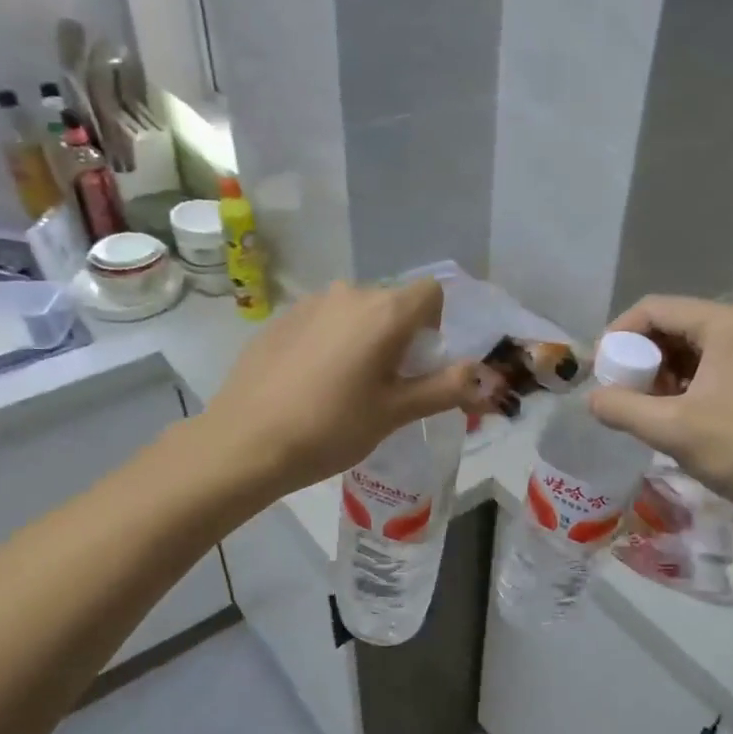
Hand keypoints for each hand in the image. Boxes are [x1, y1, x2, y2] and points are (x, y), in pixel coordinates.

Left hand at [205, 279, 478, 497]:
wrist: (246, 441)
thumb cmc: (331, 428)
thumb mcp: (395, 412)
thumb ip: (445, 388)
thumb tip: (485, 376)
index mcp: (384, 312)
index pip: (432, 292)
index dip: (436, 324)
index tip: (420, 363)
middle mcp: (349, 294)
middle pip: (392, 301)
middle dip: (400, 334)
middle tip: (387, 383)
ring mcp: (309, 304)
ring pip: (355, 311)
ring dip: (363, 337)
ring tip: (346, 385)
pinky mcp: (280, 319)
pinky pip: (322, 320)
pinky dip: (330, 341)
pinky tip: (311, 382)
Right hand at [587, 297, 732, 519]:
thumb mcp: (672, 428)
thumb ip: (622, 408)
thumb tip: (591, 399)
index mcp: (722, 324)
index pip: (652, 309)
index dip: (617, 336)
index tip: (599, 372)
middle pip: (667, 327)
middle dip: (636, 358)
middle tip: (618, 393)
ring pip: (682, 350)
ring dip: (654, 376)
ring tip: (640, 409)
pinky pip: (699, 369)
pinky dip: (675, 387)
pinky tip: (666, 416)